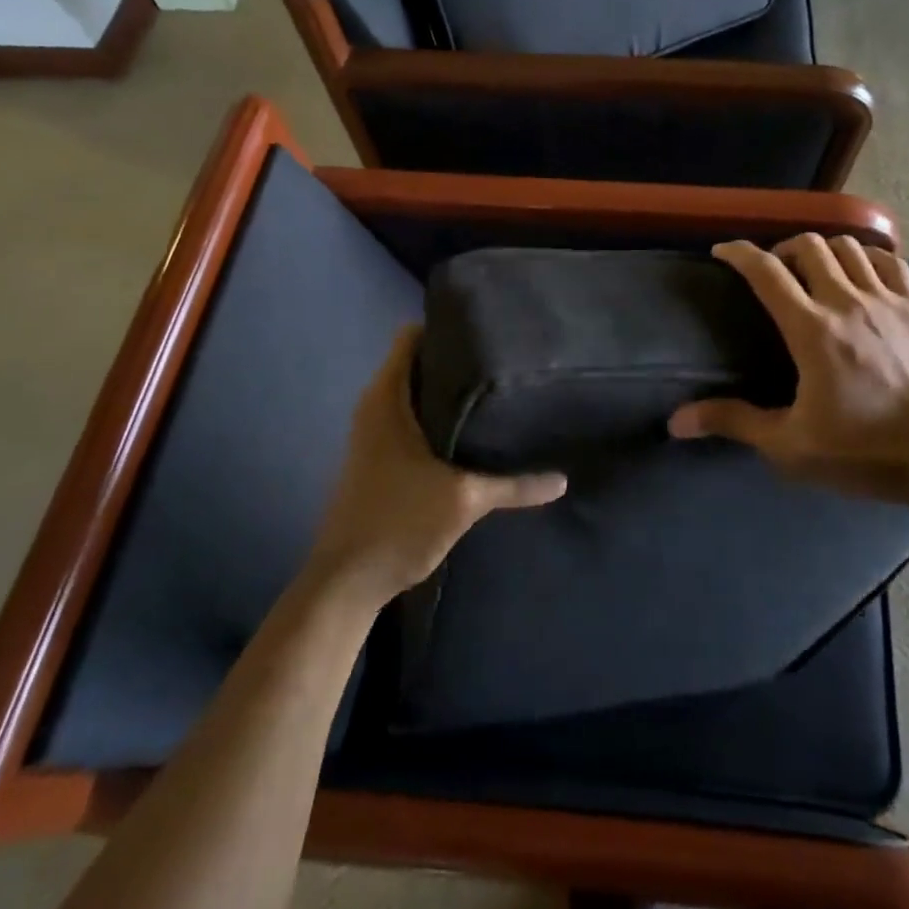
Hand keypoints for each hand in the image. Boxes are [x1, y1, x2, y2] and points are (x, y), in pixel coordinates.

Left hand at [307, 326, 566, 605]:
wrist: (346, 582)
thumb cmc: (398, 522)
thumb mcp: (464, 500)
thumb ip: (514, 486)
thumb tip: (562, 479)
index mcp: (386, 398)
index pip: (410, 336)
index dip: (445, 327)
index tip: (485, 329)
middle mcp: (376, 407)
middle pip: (417, 362)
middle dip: (455, 359)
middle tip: (502, 360)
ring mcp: (374, 433)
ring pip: (415, 393)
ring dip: (448, 392)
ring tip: (494, 391)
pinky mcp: (379, 457)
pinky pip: (412, 418)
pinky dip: (438, 416)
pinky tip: (472, 431)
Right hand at [669, 236, 908, 510]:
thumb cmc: (864, 451)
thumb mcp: (790, 444)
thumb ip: (734, 422)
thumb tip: (676, 421)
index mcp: (812, 330)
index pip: (767, 272)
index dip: (739, 253)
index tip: (722, 250)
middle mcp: (847, 302)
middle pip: (808, 246)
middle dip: (781, 249)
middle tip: (772, 271)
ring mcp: (888, 300)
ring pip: (848, 247)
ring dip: (822, 249)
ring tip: (813, 269)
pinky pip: (889, 261)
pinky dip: (866, 256)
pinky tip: (860, 273)